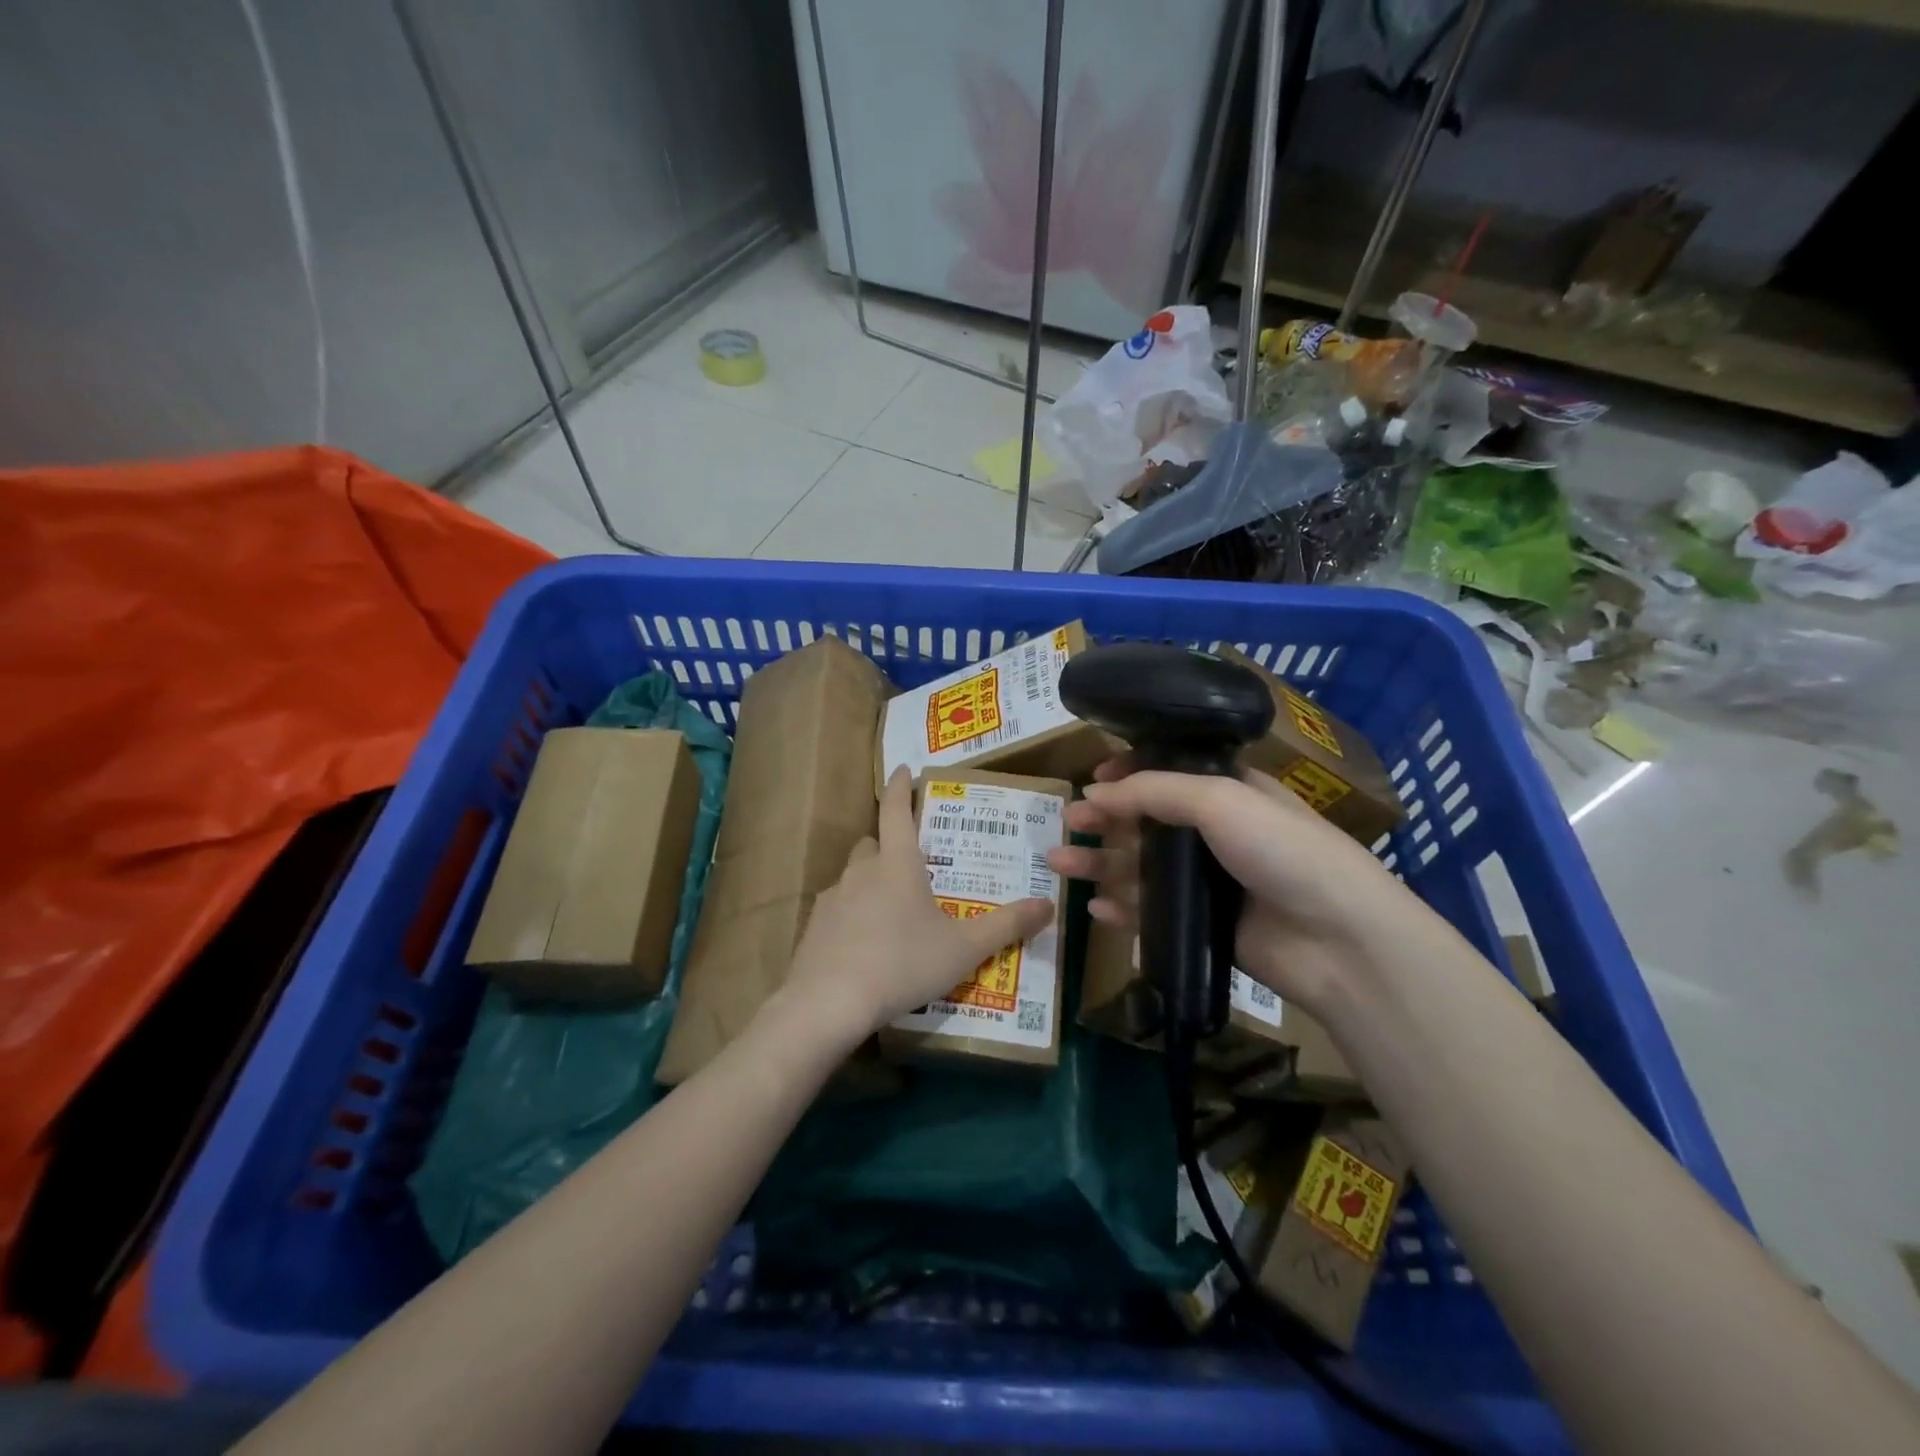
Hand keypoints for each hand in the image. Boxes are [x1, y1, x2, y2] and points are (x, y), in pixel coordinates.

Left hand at [779, 768, 1053, 1046]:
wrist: (829, 1003)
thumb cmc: (903, 963)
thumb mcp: (964, 949)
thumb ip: (1007, 925)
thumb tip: (1048, 904)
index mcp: (897, 864)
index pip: (897, 811)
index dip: (901, 788)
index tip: (903, 769)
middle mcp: (861, 872)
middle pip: (872, 843)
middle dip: (888, 844)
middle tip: (911, 863)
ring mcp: (832, 899)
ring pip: (853, 877)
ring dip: (870, 882)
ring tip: (892, 911)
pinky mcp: (813, 928)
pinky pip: (837, 909)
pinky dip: (852, 915)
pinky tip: (865, 945)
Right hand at [1046, 760, 1412, 1014]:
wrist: (1338, 940)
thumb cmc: (1282, 850)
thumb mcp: (1219, 799)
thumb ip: (1152, 791)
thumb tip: (1094, 792)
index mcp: (1229, 791)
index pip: (1170, 773)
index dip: (1129, 772)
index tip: (1092, 777)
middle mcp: (1217, 833)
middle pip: (1147, 820)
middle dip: (1104, 819)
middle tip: (1067, 821)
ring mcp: (1209, 882)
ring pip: (1142, 867)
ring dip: (1100, 863)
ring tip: (1057, 862)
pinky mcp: (1203, 925)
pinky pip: (1151, 912)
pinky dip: (1122, 908)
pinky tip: (1095, 908)